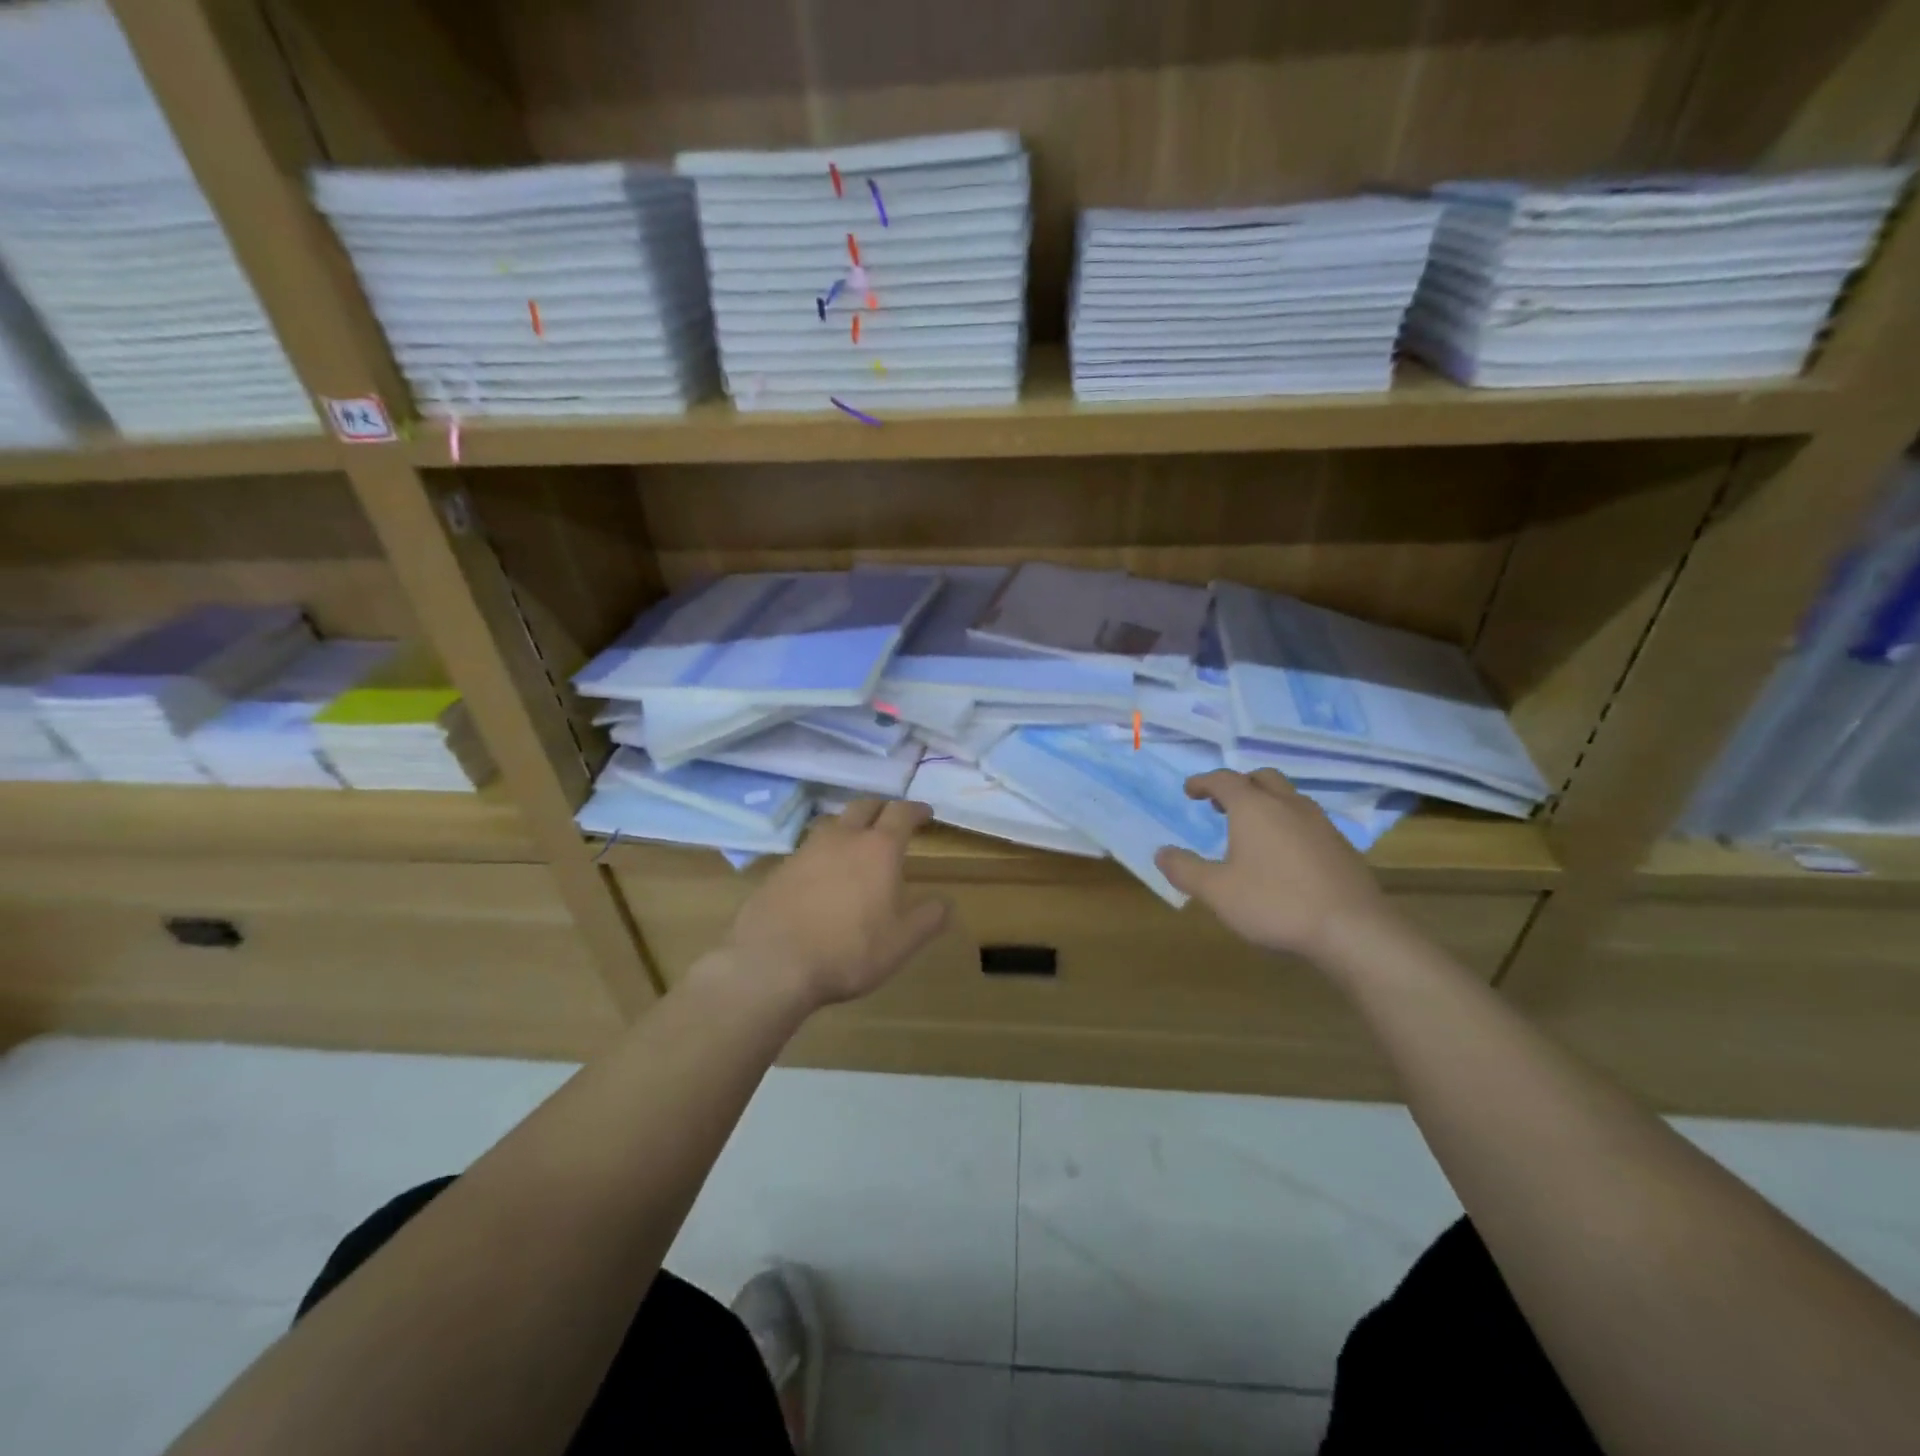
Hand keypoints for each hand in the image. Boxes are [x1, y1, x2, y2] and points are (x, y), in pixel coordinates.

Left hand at [726, 798, 951, 1010]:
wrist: (772, 962)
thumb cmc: (848, 950)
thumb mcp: (901, 942)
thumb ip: (928, 919)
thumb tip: (946, 902)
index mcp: (879, 849)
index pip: (901, 813)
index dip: (915, 810)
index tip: (925, 812)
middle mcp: (843, 838)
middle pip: (864, 806)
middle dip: (881, 808)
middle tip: (891, 819)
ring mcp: (806, 851)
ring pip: (833, 823)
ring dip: (849, 826)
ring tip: (856, 842)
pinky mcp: (780, 869)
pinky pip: (809, 849)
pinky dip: (823, 852)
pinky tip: (823, 874)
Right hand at [1155, 769, 1397, 963]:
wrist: (1353, 929)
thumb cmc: (1275, 903)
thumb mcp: (1217, 891)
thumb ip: (1185, 869)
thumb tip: (1162, 852)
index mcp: (1254, 807)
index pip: (1223, 780)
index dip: (1203, 782)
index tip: (1189, 790)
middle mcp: (1287, 805)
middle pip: (1261, 778)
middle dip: (1238, 785)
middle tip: (1220, 804)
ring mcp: (1320, 823)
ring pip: (1289, 797)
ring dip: (1266, 802)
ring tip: (1252, 827)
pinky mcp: (1341, 845)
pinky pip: (1307, 820)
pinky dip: (1288, 823)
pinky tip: (1284, 853)